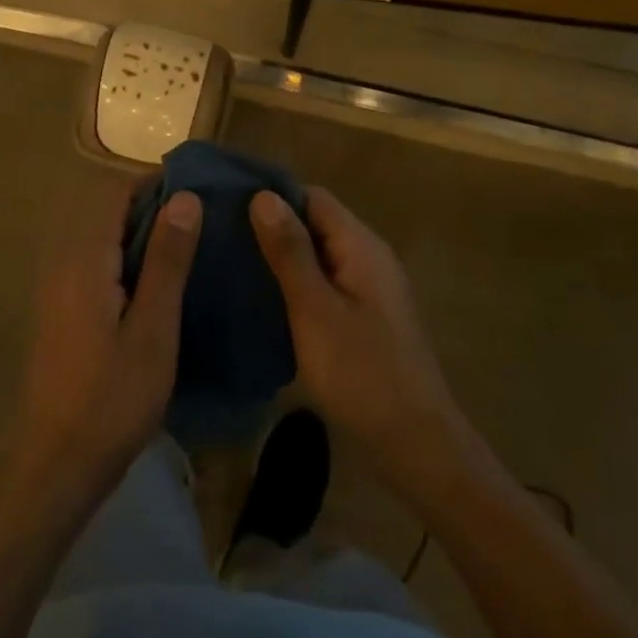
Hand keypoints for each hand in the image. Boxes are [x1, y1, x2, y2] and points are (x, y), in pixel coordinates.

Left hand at [10, 185, 201, 507]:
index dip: (156, 185)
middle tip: (204, 223)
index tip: (200, 192)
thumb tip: (185, 198)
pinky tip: (159, 287)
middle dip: (153, 209)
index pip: (115, 193)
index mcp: (84, 259)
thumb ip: (167, 260)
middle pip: (107, 213)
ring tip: (190, 250)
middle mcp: (63, 263)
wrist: (59, 465)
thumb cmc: (113, 398)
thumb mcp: (153, 328)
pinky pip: (96, 266)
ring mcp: (58, 289)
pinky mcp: (62, 312)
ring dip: (141, 236)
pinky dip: (127, 261)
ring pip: (102, 240)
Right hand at [250, 187, 462, 487]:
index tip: (228, 205)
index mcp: (361, 246)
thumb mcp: (315, 309)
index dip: (272, 196)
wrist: (415, 442)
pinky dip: (295, 283)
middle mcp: (369, 257)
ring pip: (319, 255)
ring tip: (233, 264)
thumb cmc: (361, 372)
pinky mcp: (365, 316)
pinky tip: (264, 299)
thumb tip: (263, 196)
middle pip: (317, 223)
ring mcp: (370, 288)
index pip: (313, 197)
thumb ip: (290, 252)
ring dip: (282, 256)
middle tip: (221, 237)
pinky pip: (325, 283)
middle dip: (272, 226)